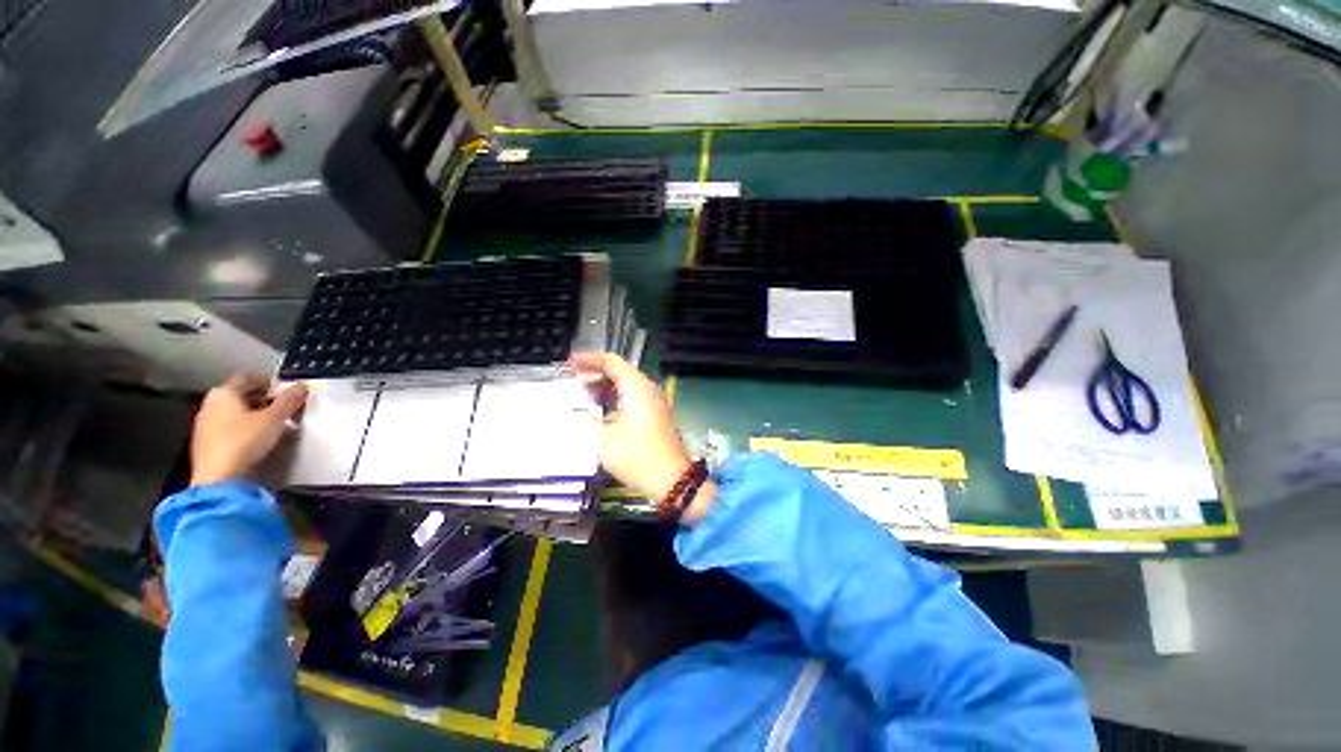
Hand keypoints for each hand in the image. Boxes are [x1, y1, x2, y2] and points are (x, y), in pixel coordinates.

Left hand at [189, 375, 307, 486]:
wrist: (219, 478)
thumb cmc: (244, 441)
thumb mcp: (274, 418)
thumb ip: (289, 401)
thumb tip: (302, 387)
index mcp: (224, 393)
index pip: (248, 378)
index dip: (267, 381)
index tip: (284, 389)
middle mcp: (210, 404)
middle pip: (238, 394)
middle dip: (260, 398)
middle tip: (280, 405)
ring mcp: (204, 424)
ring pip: (232, 411)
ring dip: (251, 413)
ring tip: (271, 423)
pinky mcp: (205, 443)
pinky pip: (227, 427)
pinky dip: (241, 427)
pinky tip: (254, 437)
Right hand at [568, 353, 692, 500]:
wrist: (672, 480)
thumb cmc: (638, 457)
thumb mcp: (603, 440)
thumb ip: (588, 420)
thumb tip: (581, 411)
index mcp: (637, 388)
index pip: (612, 361)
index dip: (589, 359)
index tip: (570, 363)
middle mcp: (649, 390)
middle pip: (620, 371)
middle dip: (596, 372)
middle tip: (574, 378)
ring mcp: (655, 402)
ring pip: (627, 384)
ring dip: (606, 386)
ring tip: (584, 394)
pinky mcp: (657, 415)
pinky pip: (634, 397)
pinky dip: (616, 398)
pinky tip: (602, 410)